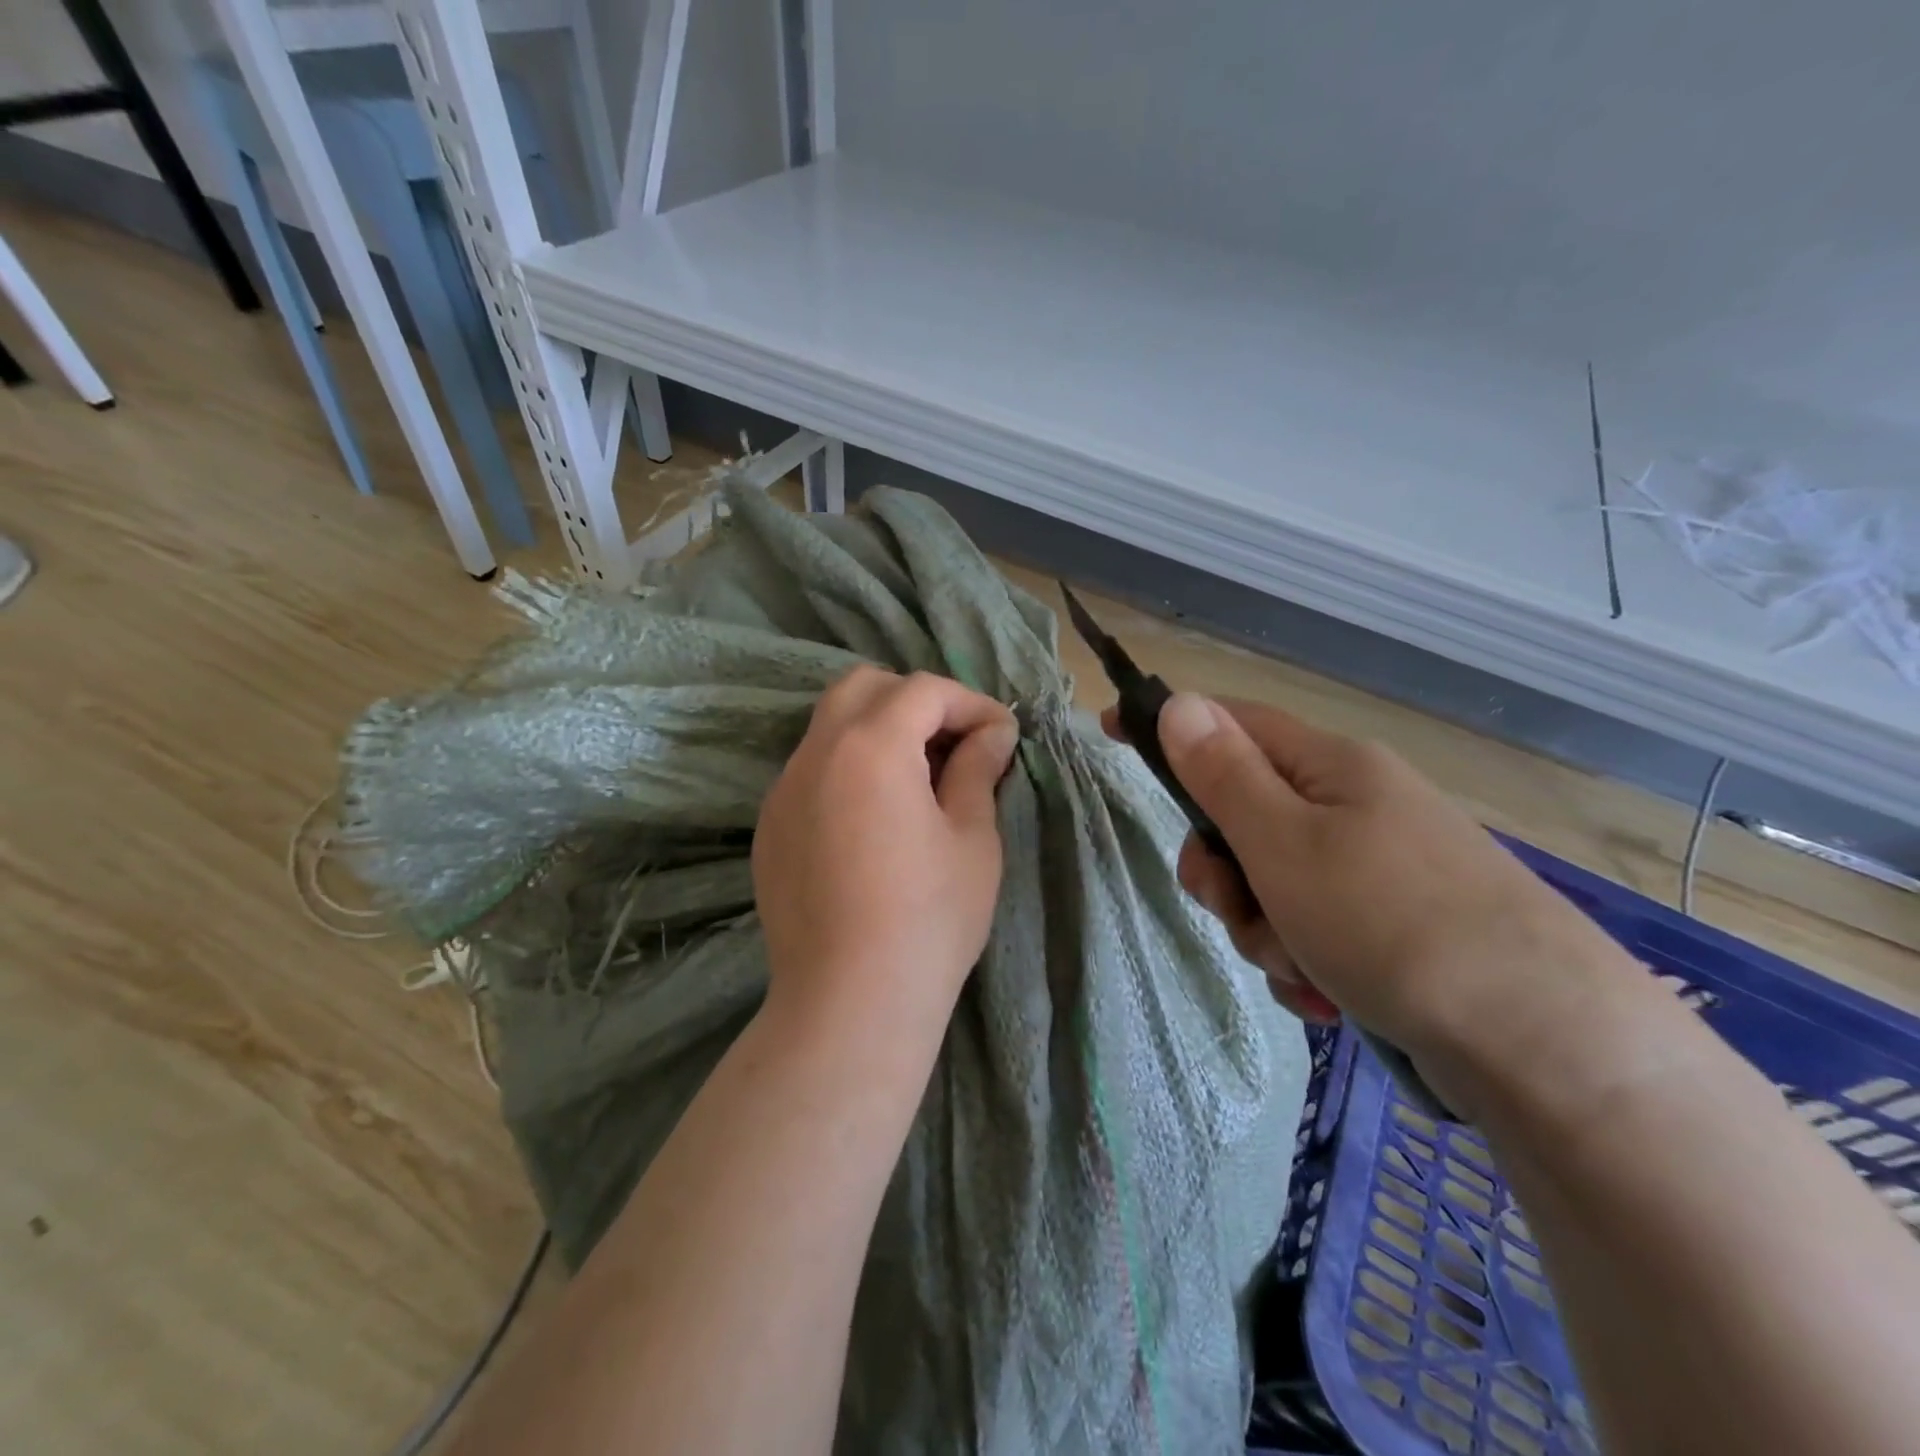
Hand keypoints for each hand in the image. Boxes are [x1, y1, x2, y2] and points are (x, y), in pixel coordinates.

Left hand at [753, 667, 1018, 1043]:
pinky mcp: (770, 827)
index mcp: (870, 746)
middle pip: (863, 688)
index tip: (1001, 737)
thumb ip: (978, 770)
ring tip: (919, 779)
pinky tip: (875, 818)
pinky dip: (849, 768)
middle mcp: (816, 754)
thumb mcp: (972, 839)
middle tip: (954, 743)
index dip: (971, 703)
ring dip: (878, 731)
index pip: (923, 691)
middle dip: (915, 701)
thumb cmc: (928, 919)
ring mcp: (783, 790)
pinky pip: (811, 771)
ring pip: (830, 726)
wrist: (849, 1003)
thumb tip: (993, 732)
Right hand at [1121, 694, 1624, 1059]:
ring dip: (1265, 929)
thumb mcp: (1284, 843)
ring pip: (1274, 884)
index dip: (1169, 727)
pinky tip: (1328, 997)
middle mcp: (1356, 806)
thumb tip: (1179, 702)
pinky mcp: (1397, 928)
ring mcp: (1380, 868)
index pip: (1229, 723)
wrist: (1544, 1044)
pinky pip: (1315, 929)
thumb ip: (1223, 774)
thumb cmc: (1391, 921)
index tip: (1109, 734)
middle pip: (1245, 817)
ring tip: (1302, 969)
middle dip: (1225, 872)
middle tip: (1235, 907)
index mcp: (1330, 767)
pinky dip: (1305, 961)